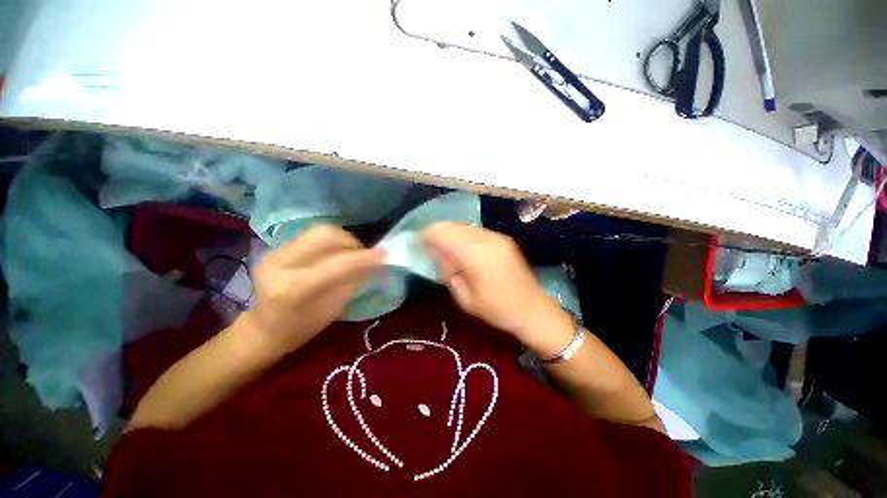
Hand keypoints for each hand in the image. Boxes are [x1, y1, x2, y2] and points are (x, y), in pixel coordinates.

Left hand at [243, 226, 384, 354]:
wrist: (262, 329)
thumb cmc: (301, 329)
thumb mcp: (333, 309)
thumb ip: (353, 281)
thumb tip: (375, 262)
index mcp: (293, 288)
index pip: (338, 263)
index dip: (365, 257)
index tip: (385, 255)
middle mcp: (280, 263)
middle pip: (325, 235)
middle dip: (352, 241)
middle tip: (364, 254)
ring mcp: (274, 252)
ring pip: (319, 231)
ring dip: (343, 239)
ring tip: (351, 253)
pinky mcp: (275, 248)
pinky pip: (311, 236)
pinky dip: (331, 242)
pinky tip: (335, 254)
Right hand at [422, 222, 566, 338]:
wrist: (532, 309)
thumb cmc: (496, 310)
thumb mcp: (464, 298)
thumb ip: (448, 271)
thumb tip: (436, 252)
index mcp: (476, 255)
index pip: (444, 234)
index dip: (428, 234)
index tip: (418, 241)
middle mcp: (487, 239)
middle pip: (454, 226)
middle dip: (437, 231)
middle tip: (428, 244)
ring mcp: (497, 236)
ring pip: (465, 225)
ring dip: (450, 232)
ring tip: (443, 245)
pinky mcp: (503, 238)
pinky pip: (476, 230)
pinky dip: (463, 234)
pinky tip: (461, 246)